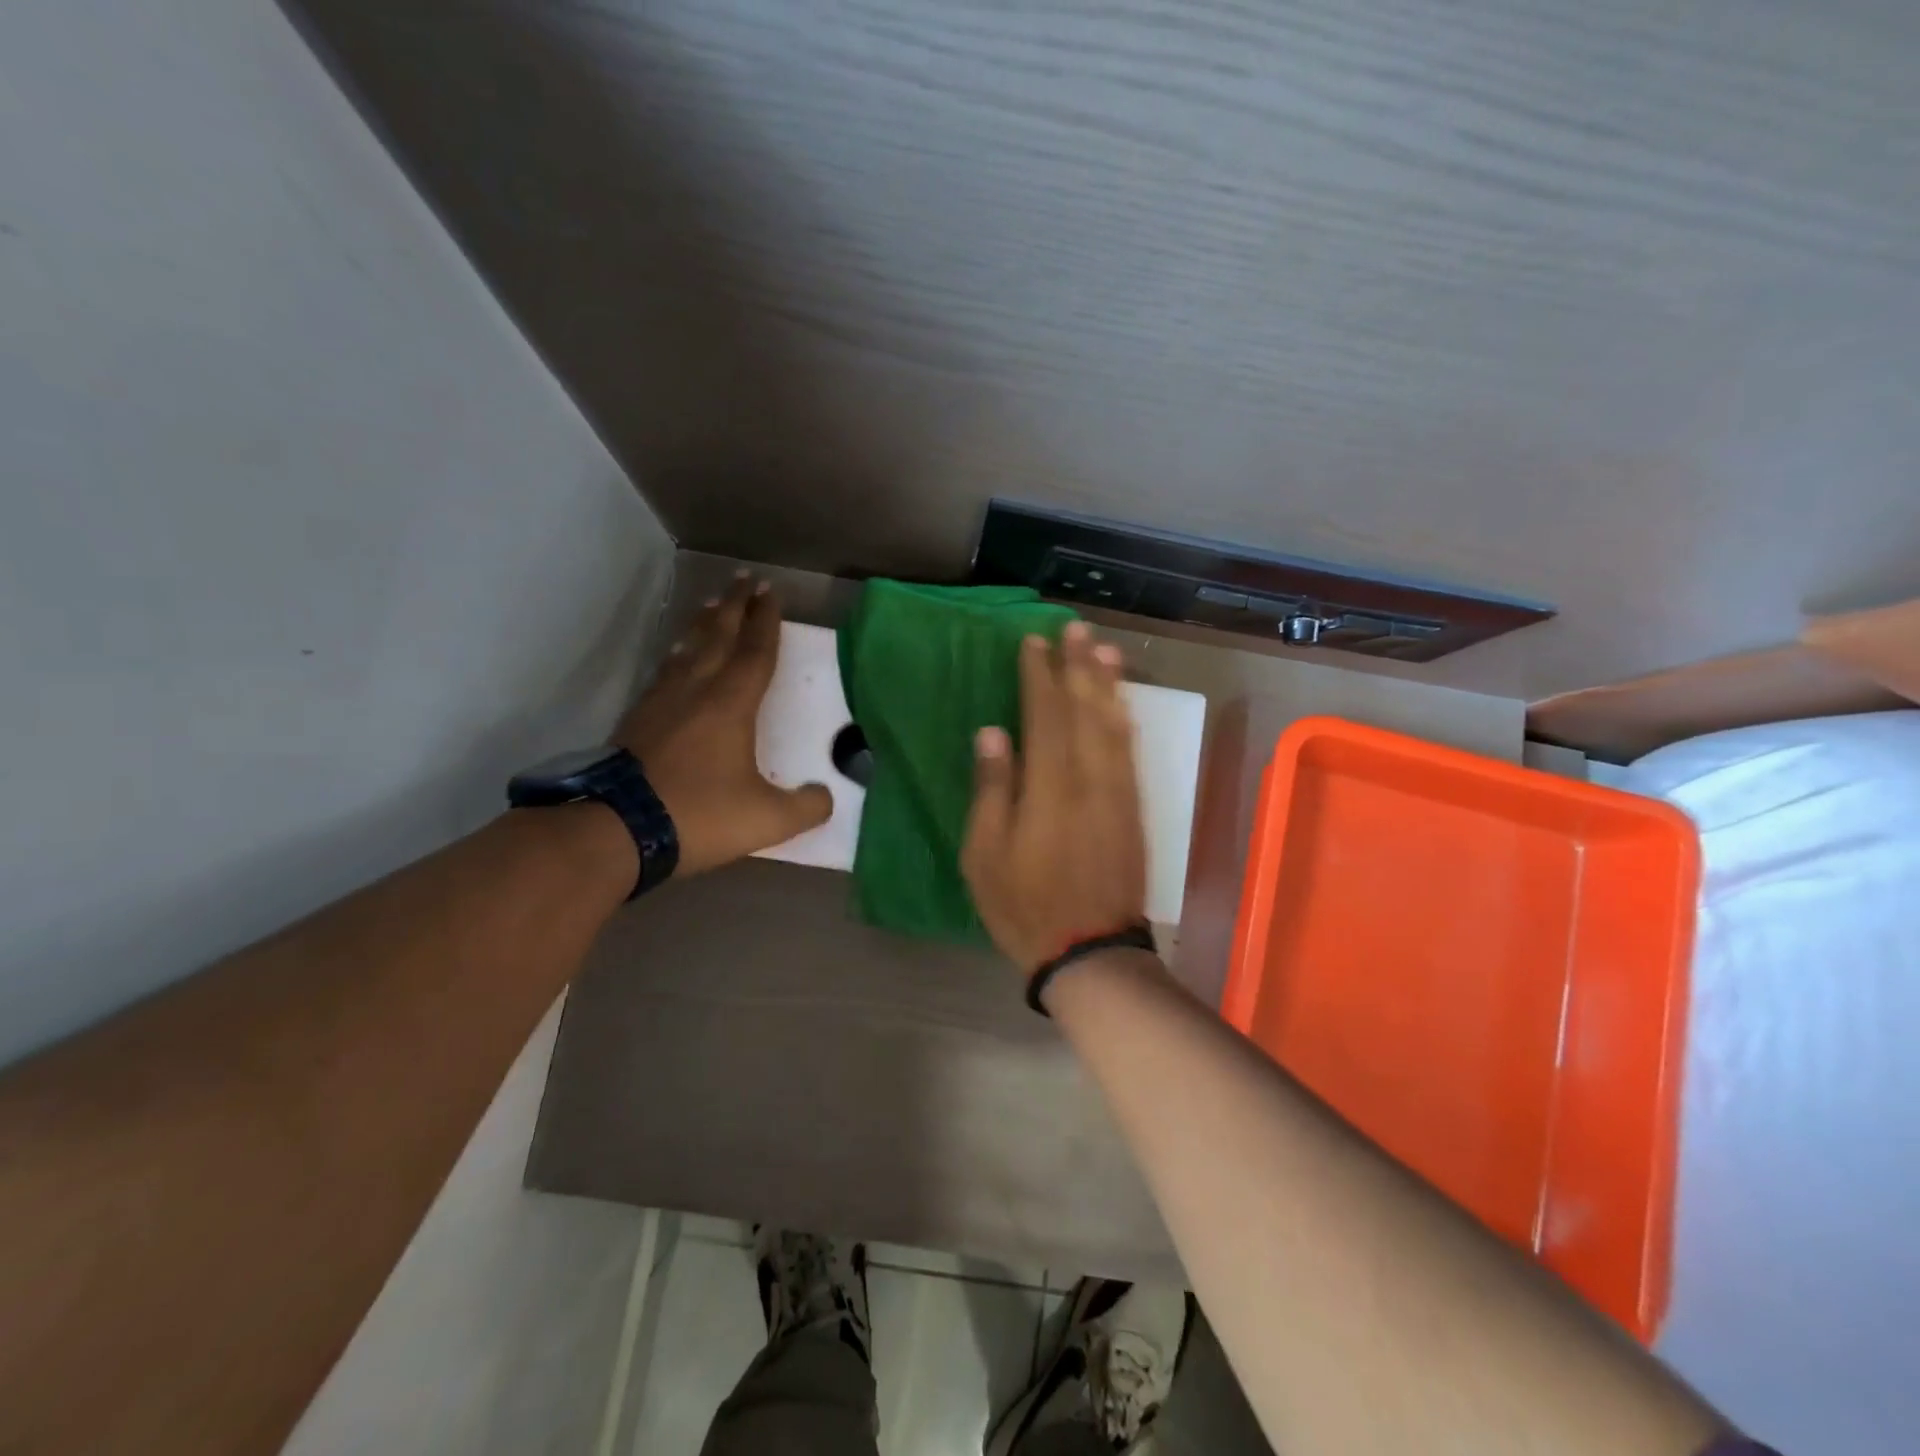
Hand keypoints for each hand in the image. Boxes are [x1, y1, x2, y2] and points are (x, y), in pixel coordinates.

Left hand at [615, 573, 831, 876]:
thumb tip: (826, 798)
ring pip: (688, 649)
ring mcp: (661, 702)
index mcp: (731, 705)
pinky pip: (665, 670)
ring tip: (712, 603)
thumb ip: (806, 807)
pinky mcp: (637, 719)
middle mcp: (696, 691)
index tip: (771, 592)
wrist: (616, 829)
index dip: (766, 621)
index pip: (756, 652)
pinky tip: (676, 656)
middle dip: (735, 606)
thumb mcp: (767, 819)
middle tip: (744, 578)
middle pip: (719, 636)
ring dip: (704, 623)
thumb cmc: (699, 815)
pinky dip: (677, 652)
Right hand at [961, 620, 1148, 974]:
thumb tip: (993, 732)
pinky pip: (1130, 751)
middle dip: (1079, 665)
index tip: (1033, 642)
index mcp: (1049, 787)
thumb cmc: (1024, 905)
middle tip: (1075, 628)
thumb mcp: (985, 854)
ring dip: (1108, 684)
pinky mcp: (1133, 808)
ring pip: (1114, 724)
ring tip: (1103, 649)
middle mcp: (1090, 778)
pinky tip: (1121, 703)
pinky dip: (1125, 719)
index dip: (1039, 675)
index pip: (1045, 715)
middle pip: (1085, 709)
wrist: (1091, 950)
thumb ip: (992, 789)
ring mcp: (1118, 792)